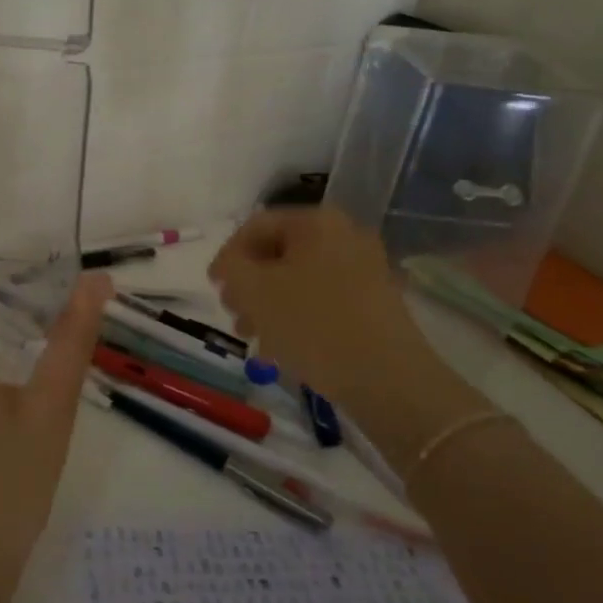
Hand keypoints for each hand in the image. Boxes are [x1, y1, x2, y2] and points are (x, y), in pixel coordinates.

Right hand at [209, 206, 489, 473]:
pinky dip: (297, 317)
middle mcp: (345, 235)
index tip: (213, 288)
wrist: (389, 380)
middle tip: (233, 314)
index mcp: (317, 222)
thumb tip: (230, 265)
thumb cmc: (313, 324)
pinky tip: (281, 349)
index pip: (256, 226)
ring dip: (268, 304)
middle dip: (249, 284)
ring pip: (299, 279)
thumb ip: (230, 267)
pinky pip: (322, 299)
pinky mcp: (375, 303)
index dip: (227, 256)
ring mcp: (365, 269)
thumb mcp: (254, 291)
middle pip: (279, 253)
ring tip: (253, 337)